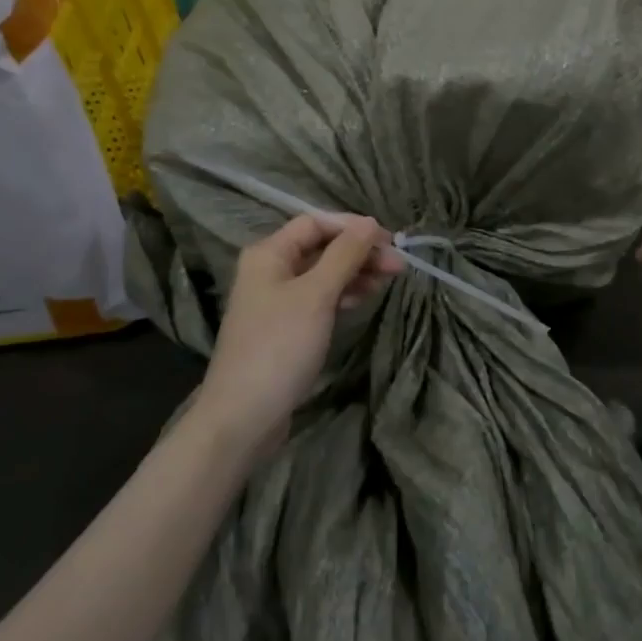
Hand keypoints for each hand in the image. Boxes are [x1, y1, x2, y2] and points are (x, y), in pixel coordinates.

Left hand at [197, 214, 403, 466]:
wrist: (243, 417)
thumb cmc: (279, 347)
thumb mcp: (316, 295)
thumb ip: (344, 255)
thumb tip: (368, 222)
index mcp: (269, 254)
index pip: (315, 223)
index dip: (352, 227)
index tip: (388, 240)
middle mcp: (270, 270)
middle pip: (321, 247)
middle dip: (359, 252)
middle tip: (398, 264)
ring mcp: (276, 300)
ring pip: (323, 274)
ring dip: (356, 272)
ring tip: (389, 280)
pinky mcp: (286, 327)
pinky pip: (319, 298)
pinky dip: (343, 294)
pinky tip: (365, 298)